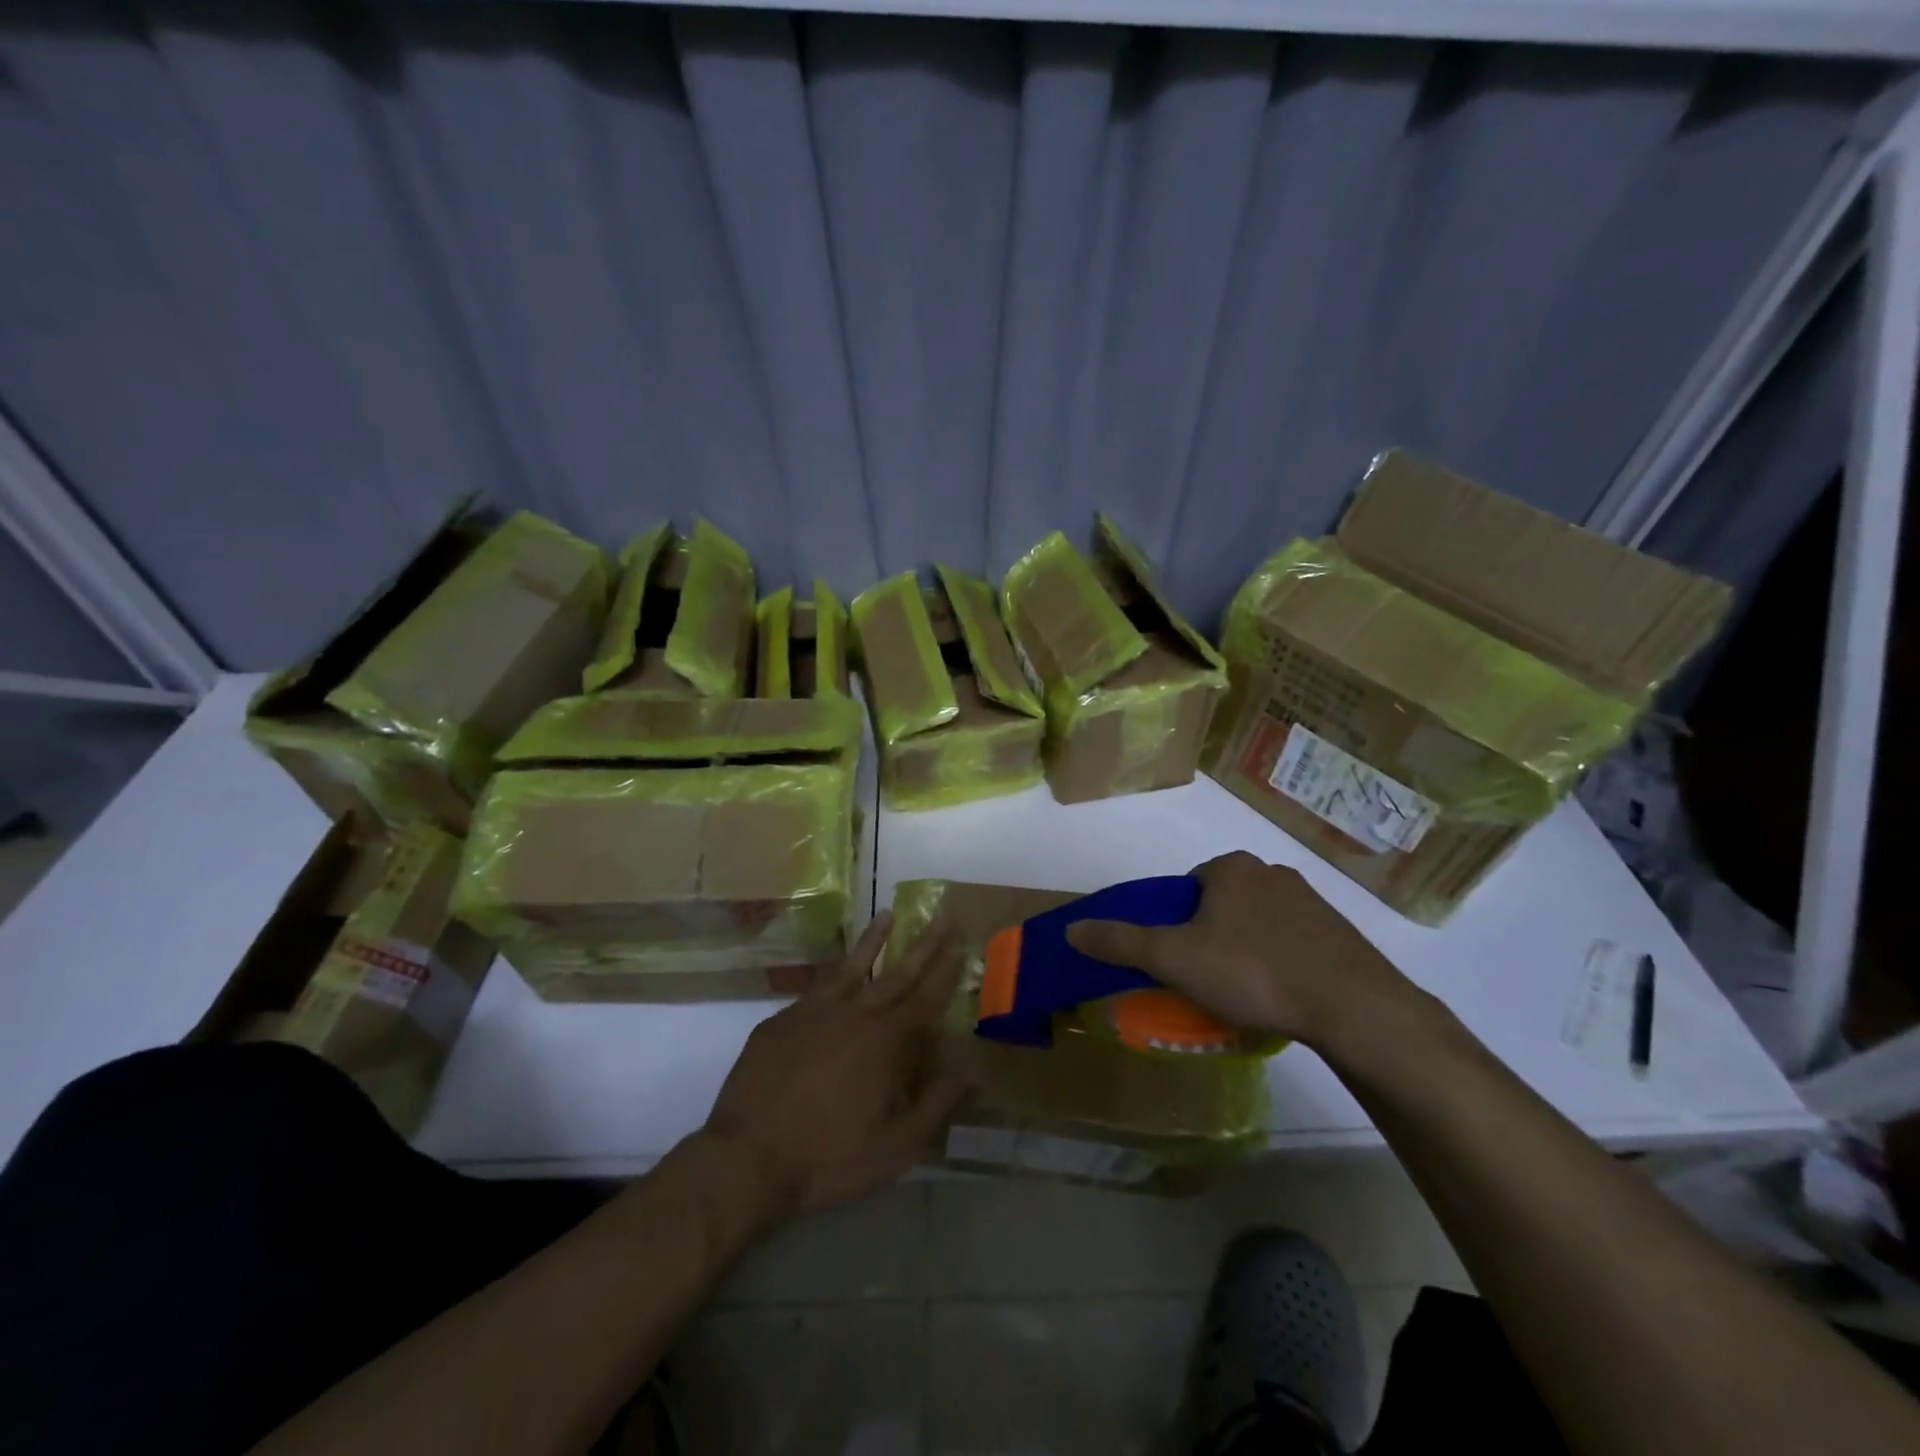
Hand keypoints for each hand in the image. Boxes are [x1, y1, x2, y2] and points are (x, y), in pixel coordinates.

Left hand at [703, 912, 967, 1219]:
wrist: (746, 1160)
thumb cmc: (829, 1158)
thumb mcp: (896, 1147)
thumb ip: (937, 1104)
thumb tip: (973, 1069)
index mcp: (886, 1041)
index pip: (927, 996)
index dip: (947, 969)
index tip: (962, 940)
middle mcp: (853, 1014)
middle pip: (896, 972)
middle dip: (924, 943)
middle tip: (942, 914)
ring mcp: (812, 1013)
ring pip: (850, 968)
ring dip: (872, 941)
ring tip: (886, 914)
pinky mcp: (780, 1021)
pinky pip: (814, 990)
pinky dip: (832, 976)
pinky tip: (836, 974)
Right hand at [1065, 852, 1425, 1050]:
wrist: (1354, 1007)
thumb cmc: (1253, 971)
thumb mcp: (1174, 958)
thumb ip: (1121, 941)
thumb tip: (1072, 929)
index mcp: (1231, 867)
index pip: (1186, 888)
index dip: (1176, 923)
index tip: (1179, 960)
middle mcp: (1271, 872)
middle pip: (1221, 905)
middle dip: (1211, 937)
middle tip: (1208, 982)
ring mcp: (1312, 901)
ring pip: (1258, 924)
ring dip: (1246, 951)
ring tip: (1247, 996)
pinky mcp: (1340, 933)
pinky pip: (1293, 943)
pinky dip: (1281, 963)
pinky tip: (1283, 997)